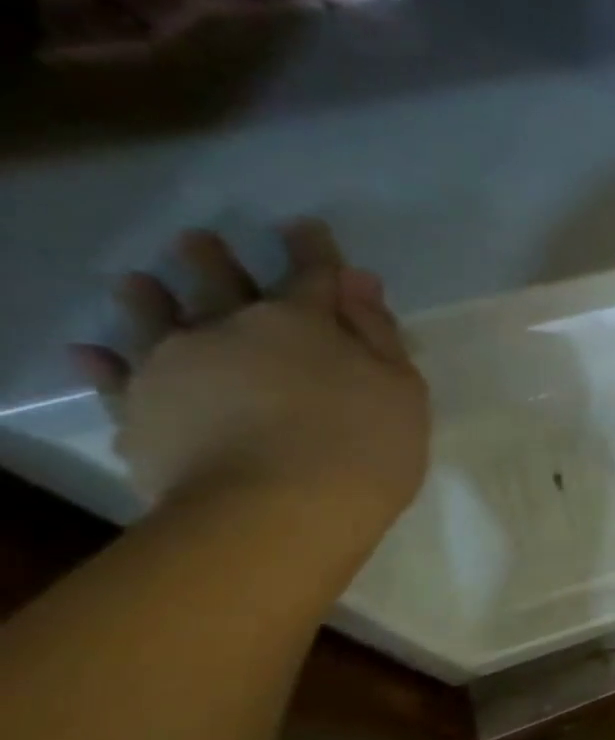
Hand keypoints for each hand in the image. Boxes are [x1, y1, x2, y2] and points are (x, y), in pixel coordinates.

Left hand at [70, 221, 428, 557]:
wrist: (275, 511)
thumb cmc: (364, 446)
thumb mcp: (401, 390)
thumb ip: (378, 335)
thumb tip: (357, 282)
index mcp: (302, 322)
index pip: (312, 274)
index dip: (313, 251)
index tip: (306, 228)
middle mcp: (229, 330)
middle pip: (221, 286)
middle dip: (215, 262)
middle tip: (199, 241)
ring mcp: (175, 368)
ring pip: (155, 320)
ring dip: (149, 298)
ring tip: (139, 281)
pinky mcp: (141, 412)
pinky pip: (115, 379)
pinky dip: (102, 364)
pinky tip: (89, 353)